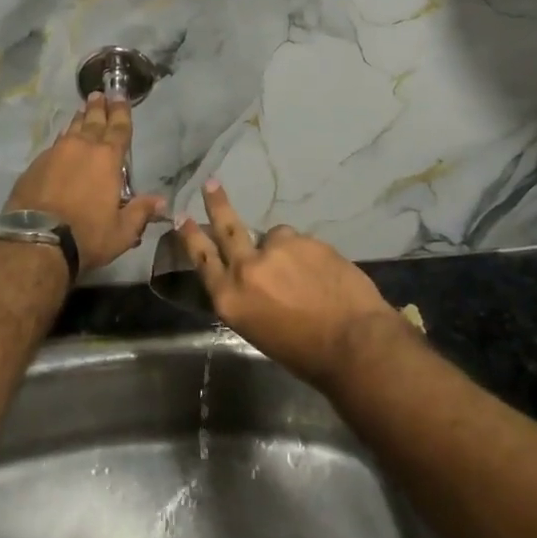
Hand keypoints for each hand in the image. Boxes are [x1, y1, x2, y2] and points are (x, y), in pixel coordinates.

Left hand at [5, 93, 167, 273]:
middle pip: (92, 121)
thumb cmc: (87, 234)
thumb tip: (162, 201)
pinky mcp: (35, 165)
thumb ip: (141, 212)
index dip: (121, 111)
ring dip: (79, 119)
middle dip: (98, 108)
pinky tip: (62, 141)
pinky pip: (54, 145)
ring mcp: (55, 154)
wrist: (36, 240)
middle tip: (99, 94)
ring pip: (71, 130)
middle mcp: (81, 148)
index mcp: (107, 159)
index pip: (119, 128)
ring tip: (82, 111)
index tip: (120, 95)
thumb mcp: (122, 231)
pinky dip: (62, 139)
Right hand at [175, 181, 410, 385]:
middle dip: (217, 204)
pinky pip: (302, 243)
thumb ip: (248, 299)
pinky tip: (324, 275)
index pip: (202, 259)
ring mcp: (276, 250)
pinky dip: (309, 256)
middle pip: (227, 228)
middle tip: (210, 183)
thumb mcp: (259, 331)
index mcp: (230, 298)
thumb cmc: (304, 354)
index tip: (183, 218)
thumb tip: (255, 282)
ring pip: (274, 237)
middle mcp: (246, 268)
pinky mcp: (305, 241)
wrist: (354, 342)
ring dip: (283, 250)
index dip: (191, 237)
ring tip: (305, 274)